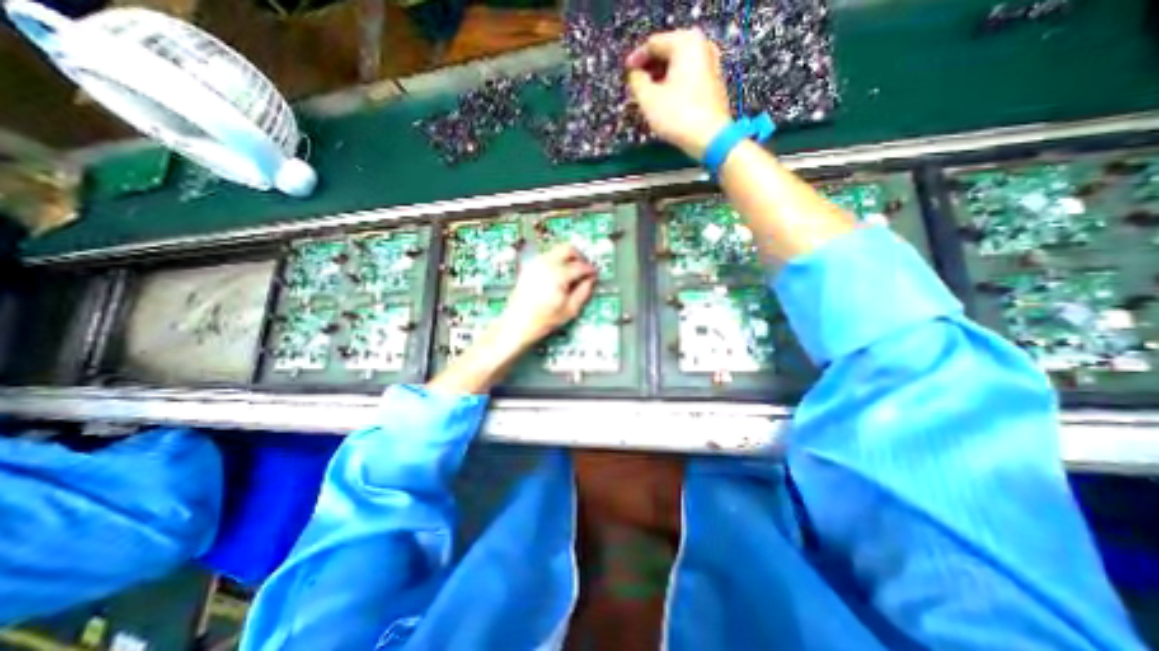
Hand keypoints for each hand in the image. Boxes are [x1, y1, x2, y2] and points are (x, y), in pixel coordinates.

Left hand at [498, 241, 595, 347]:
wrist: (517, 323)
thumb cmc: (542, 320)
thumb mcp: (570, 310)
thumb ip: (583, 292)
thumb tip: (590, 281)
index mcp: (558, 275)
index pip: (580, 266)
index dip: (590, 270)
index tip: (594, 275)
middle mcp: (546, 264)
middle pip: (568, 249)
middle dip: (579, 256)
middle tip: (584, 268)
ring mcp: (535, 264)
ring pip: (556, 250)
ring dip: (567, 258)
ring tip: (572, 273)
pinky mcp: (529, 268)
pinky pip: (547, 257)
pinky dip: (556, 261)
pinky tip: (559, 275)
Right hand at [624, 27, 731, 158]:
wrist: (709, 138)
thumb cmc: (677, 116)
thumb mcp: (648, 99)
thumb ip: (637, 82)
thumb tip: (635, 75)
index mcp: (686, 43)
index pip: (654, 44)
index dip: (637, 59)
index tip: (626, 74)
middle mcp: (702, 48)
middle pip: (668, 53)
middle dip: (650, 70)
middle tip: (636, 86)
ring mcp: (711, 65)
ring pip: (678, 67)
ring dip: (661, 79)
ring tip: (648, 96)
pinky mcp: (713, 85)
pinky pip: (688, 78)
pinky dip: (674, 86)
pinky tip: (665, 102)